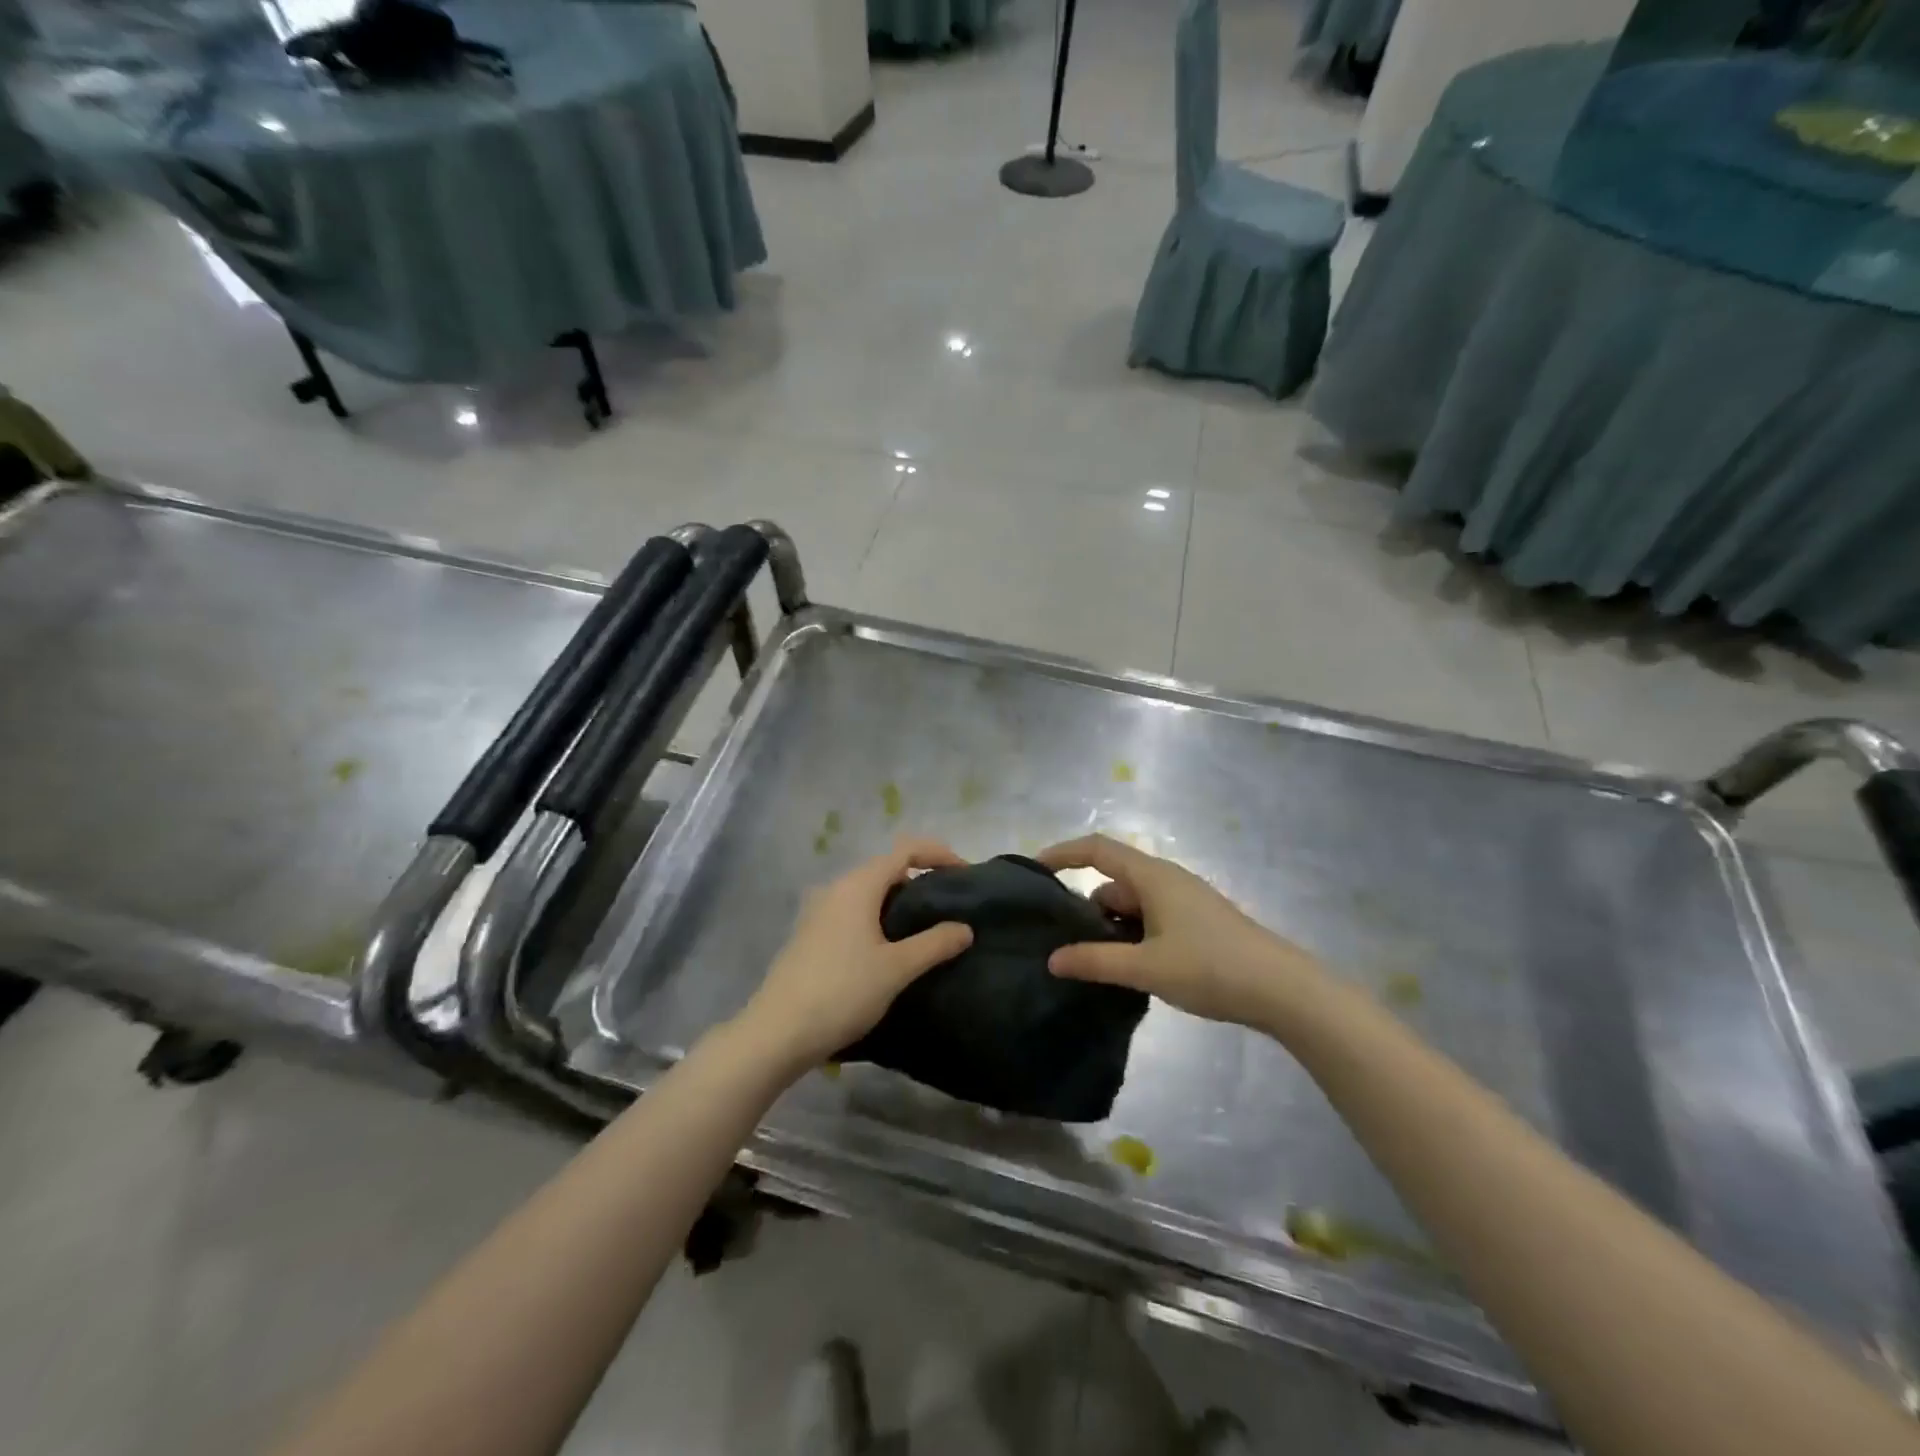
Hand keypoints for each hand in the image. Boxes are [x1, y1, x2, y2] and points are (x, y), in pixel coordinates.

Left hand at [737, 838, 974, 1071]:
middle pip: (886, 868)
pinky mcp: (810, 934)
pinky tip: (889, 948)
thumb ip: (934, 944)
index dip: (938, 854)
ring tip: (925, 929)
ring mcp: (819, 911)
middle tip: (949, 906)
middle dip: (921, 879)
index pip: (905, 850)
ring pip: (868, 892)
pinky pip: (853, 911)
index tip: (965, 875)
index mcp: (858, 885)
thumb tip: (965, 928)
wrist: (777, 1032)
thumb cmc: (842, 992)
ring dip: (899, 902)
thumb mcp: (896, 969)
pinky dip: (878, 917)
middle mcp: (836, 888)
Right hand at [1037, 834, 1325, 1029]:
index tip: (1034, 871)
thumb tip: (1052, 959)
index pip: (1097, 849)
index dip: (1063, 853)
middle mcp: (1166, 881)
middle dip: (1086, 908)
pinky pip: (1150, 921)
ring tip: (1094, 966)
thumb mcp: (1146, 967)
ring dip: (1111, 929)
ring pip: (1132, 905)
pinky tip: (1129, 972)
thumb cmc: (1211, 967)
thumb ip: (1096, 961)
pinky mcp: (1196, 924)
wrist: (1283, 990)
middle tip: (1062, 942)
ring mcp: (1183, 902)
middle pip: (1112, 881)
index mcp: (1152, 876)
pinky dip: (1132, 938)